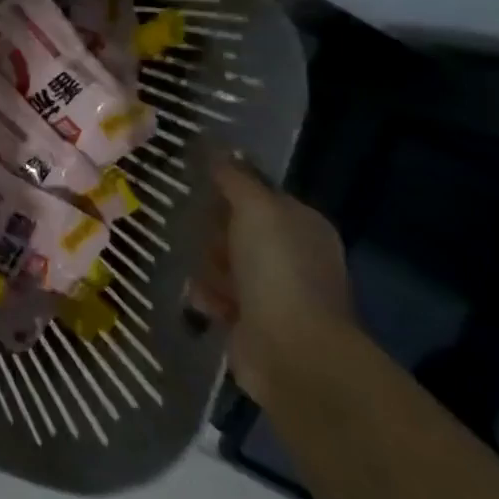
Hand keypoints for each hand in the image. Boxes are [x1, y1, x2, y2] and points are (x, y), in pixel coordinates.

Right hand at [187, 148, 353, 405]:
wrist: (292, 351)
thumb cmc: (277, 270)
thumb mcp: (255, 208)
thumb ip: (234, 177)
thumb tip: (214, 147)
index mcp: (302, 223)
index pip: (257, 193)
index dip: (227, 188)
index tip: (197, 186)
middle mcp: (292, 254)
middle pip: (234, 227)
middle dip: (212, 230)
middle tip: (200, 235)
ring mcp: (275, 290)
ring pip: (221, 260)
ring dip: (206, 265)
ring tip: (203, 274)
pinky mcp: (253, 320)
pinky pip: (217, 294)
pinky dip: (207, 295)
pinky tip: (204, 301)